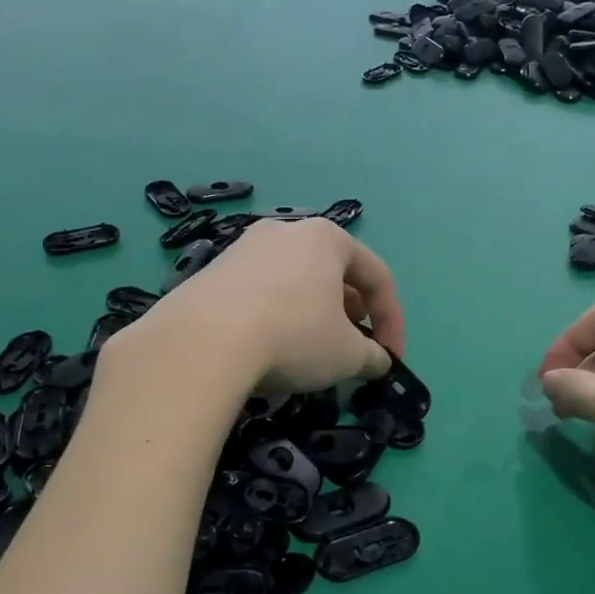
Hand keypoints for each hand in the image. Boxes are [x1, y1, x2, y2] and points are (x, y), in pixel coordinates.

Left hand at [121, 218, 404, 393]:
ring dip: (314, 317)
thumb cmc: (294, 336)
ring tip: (314, 351)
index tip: (391, 358)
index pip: (377, 276)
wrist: (202, 341)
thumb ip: (373, 356)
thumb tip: (379, 361)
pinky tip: (270, 348)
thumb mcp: (348, 355)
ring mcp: (244, 249)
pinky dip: (277, 317)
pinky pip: (260, 293)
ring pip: (295, 283)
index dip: (392, 321)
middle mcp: (286, 232)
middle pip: (334, 275)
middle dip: (352, 316)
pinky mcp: (211, 272)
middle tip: (355, 351)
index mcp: (327, 238)